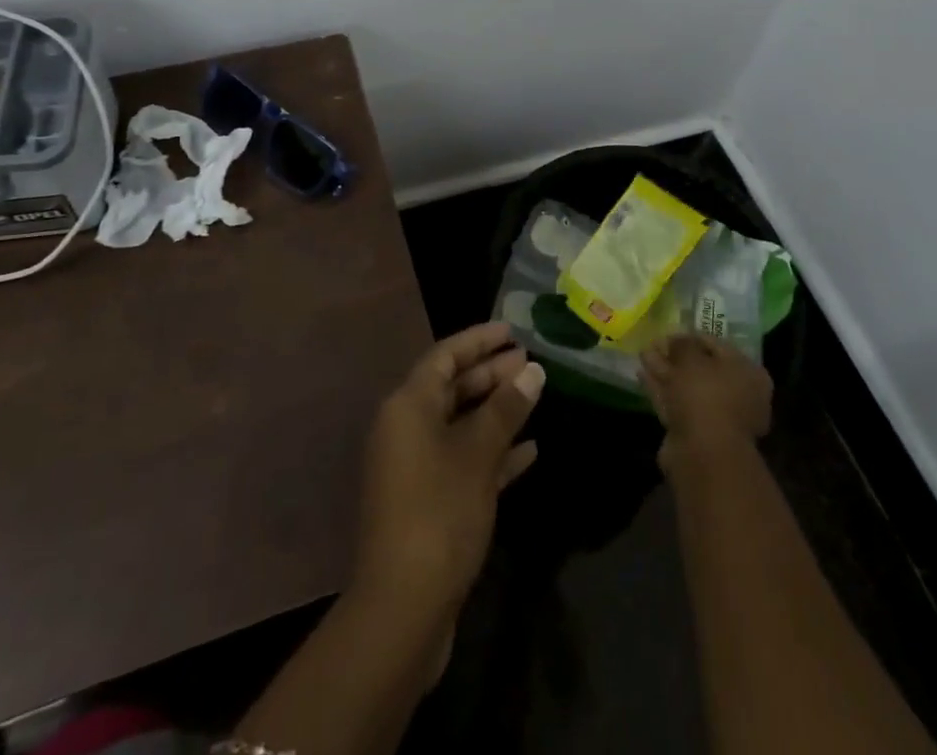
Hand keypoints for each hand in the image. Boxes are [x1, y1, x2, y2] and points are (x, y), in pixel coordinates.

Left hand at [353, 323, 545, 620]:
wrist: (402, 607)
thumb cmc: (439, 512)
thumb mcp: (477, 455)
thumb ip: (505, 409)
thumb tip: (532, 370)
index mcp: (408, 406)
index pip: (444, 356)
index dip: (478, 340)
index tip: (511, 330)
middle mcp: (406, 428)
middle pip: (451, 387)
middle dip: (490, 373)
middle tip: (530, 362)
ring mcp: (415, 466)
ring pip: (459, 424)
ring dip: (495, 411)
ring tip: (534, 395)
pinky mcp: (428, 501)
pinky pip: (463, 460)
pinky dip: (492, 451)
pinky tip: (529, 451)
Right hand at [641, 334, 772, 467]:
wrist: (704, 453)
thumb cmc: (706, 395)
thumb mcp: (691, 358)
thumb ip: (682, 344)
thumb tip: (674, 339)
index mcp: (748, 373)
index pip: (718, 345)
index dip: (691, 336)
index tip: (668, 332)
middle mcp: (739, 395)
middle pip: (702, 368)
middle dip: (675, 356)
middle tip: (653, 343)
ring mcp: (717, 417)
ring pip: (687, 387)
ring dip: (665, 371)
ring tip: (642, 354)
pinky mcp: (696, 433)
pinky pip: (677, 403)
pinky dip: (661, 390)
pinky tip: (642, 375)